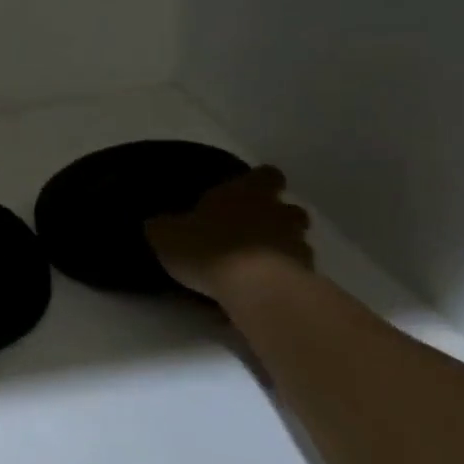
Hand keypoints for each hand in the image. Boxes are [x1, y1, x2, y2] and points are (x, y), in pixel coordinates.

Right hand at [146, 166, 313, 300]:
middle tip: (254, 231)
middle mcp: (277, 211)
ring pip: (298, 239)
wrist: (254, 287)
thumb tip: (155, 223)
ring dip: (283, 248)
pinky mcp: (307, 275)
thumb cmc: (208, 248)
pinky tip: (266, 289)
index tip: (247, 193)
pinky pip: (298, 271)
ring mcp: (297, 243)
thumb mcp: (167, 236)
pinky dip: (286, 276)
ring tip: (259, 264)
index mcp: (245, 192)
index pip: (266, 175)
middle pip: (290, 207)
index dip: (259, 182)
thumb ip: (164, 227)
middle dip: (277, 217)